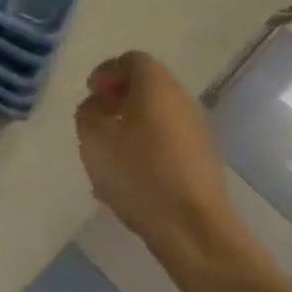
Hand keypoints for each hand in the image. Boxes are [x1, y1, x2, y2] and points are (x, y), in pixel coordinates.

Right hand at [75, 51, 254, 265]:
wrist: (195, 231)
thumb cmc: (140, 174)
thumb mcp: (94, 138)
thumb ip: (88, 113)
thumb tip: (97, 107)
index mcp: (157, 86)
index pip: (133, 60)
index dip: (108, 72)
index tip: (91, 93)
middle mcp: (182, 100)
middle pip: (148, 87)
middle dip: (119, 99)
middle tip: (97, 119)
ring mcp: (197, 132)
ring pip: (158, 116)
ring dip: (132, 126)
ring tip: (108, 153)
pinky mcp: (203, 162)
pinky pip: (168, 143)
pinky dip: (146, 149)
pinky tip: (129, 179)